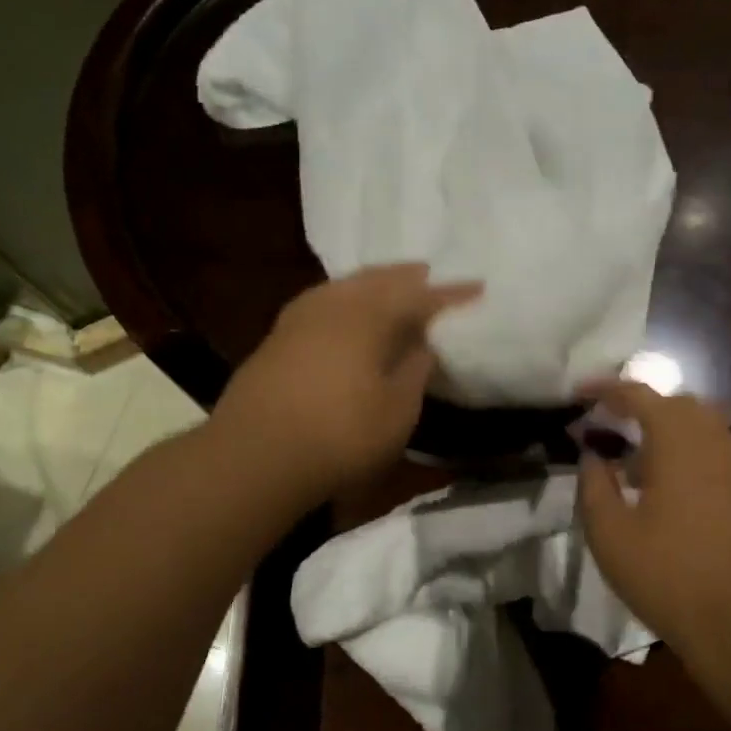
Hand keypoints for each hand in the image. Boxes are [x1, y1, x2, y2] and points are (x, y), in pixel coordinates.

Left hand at [214, 264, 480, 497]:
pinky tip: (346, 312)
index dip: (451, 294)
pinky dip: (346, 299)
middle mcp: (333, 304)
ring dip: (374, 283)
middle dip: (407, 277)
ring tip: (391, 287)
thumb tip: (422, 342)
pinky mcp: (277, 337)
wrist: (253, 456)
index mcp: (368, 315)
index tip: (478, 287)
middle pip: (378, 279)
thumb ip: (415, 369)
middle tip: (430, 275)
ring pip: (345, 286)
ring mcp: (299, 318)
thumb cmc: (340, 435)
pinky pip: (324, 302)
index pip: (420, 296)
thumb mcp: (397, 410)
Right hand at [578, 381, 730, 730]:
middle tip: (604, 426)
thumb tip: (593, 455)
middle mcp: (716, 437)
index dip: (603, 389)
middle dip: (636, 407)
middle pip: (673, 404)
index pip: (637, 393)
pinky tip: (666, 489)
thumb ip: (594, 484)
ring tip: (632, 461)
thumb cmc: (671, 576)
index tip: (577, 394)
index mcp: (679, 438)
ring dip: (663, 432)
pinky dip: (686, 453)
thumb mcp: (611, 534)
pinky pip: (714, 451)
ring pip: (698, 427)